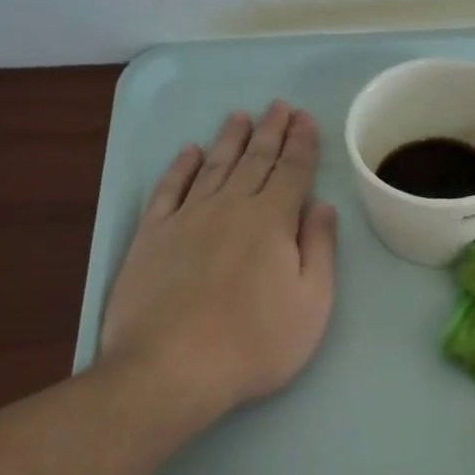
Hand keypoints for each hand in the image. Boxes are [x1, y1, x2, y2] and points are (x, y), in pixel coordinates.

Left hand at [101, 101, 337, 427]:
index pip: (292, 171)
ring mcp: (186, 218)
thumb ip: (319, 249)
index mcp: (272, 221)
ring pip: (214, 166)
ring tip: (242, 116)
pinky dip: (181, 167)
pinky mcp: (152, 235)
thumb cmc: (255, 342)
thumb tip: (322, 206)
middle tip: (280, 106)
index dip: (302, 143)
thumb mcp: (312, 303)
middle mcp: (230, 207)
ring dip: (230, 139)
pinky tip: (190, 152)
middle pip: (255, 160)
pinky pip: (169, 189)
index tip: (306, 119)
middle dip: (271, 131)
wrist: (170, 369)